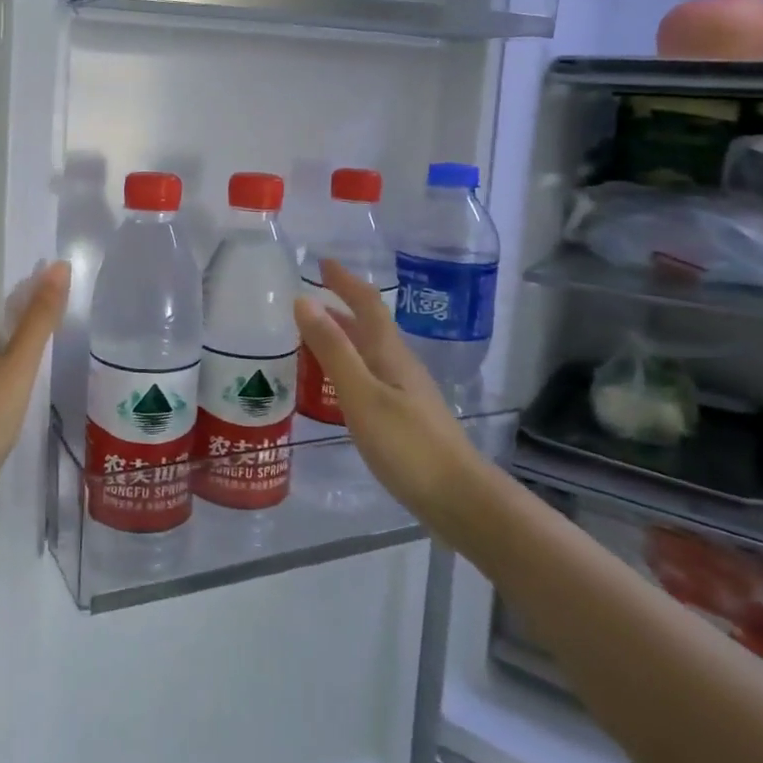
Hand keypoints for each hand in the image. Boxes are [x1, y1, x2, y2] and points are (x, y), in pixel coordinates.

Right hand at [293, 261, 481, 521]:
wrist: (459, 499)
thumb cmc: (408, 445)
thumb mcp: (362, 395)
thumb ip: (333, 350)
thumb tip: (304, 301)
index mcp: (391, 354)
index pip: (367, 305)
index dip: (345, 281)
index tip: (322, 262)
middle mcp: (400, 366)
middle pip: (369, 327)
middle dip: (340, 308)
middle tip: (305, 302)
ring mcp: (405, 393)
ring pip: (368, 353)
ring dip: (342, 338)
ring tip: (310, 339)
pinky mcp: (404, 418)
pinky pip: (369, 378)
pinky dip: (347, 368)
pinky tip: (334, 387)